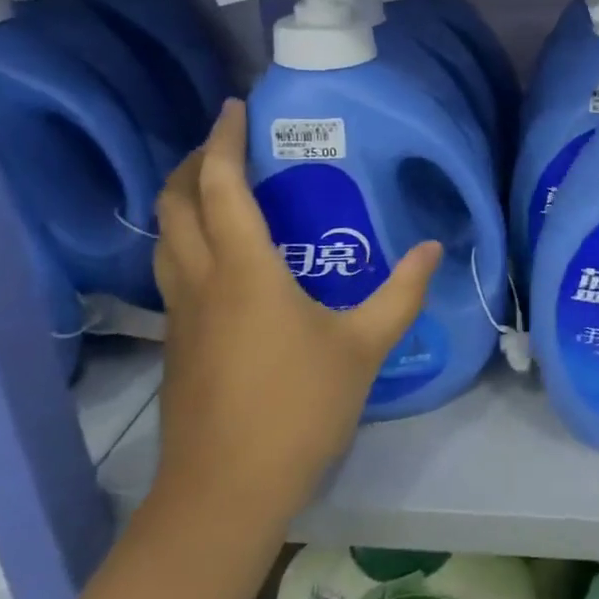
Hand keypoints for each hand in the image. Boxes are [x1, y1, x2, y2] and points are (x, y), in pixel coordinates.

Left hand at [151, 100, 440, 517]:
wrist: (225, 492)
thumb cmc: (297, 408)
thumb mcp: (363, 346)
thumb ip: (401, 293)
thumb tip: (432, 247)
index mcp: (244, 269)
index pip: (219, 184)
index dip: (223, 139)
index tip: (235, 107)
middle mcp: (202, 280)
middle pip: (176, 203)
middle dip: (191, 162)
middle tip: (226, 145)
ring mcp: (181, 314)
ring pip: (166, 238)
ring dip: (183, 201)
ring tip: (219, 191)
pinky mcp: (177, 344)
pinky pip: (174, 270)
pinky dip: (188, 240)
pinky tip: (224, 260)